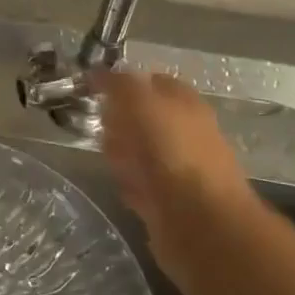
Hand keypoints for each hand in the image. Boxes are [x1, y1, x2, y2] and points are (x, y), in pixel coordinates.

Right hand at [94, 70, 260, 283]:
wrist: (198, 222)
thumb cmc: (173, 154)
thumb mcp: (142, 104)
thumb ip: (121, 85)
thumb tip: (98, 72)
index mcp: (185, 105)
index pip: (153, 83)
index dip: (125, 84)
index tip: (96, 91)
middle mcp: (186, 134)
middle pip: (146, 119)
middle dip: (121, 121)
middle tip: (101, 124)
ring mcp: (178, 170)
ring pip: (142, 153)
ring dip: (123, 152)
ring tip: (106, 155)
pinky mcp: (168, 203)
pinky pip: (142, 185)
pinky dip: (130, 183)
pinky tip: (120, 185)